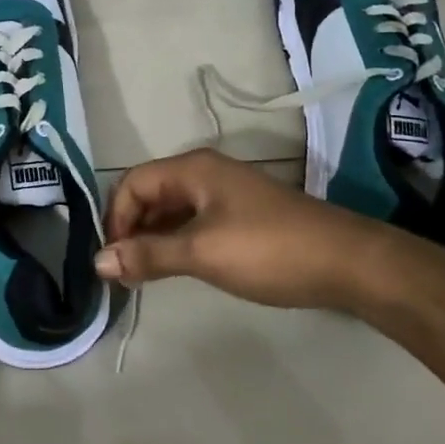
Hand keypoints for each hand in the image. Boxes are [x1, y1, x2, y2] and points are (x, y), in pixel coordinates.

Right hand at [97, 148, 392, 309]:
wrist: (347, 262)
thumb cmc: (268, 250)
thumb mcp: (202, 253)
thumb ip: (149, 255)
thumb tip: (98, 261)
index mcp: (192, 169)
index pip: (133, 183)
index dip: (116, 218)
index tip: (113, 260)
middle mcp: (204, 172)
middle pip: (150, 192)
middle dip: (131, 228)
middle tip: (124, 271)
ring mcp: (225, 193)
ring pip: (172, 209)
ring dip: (153, 237)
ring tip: (143, 274)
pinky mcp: (241, 215)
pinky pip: (193, 221)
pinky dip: (177, 241)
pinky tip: (176, 267)